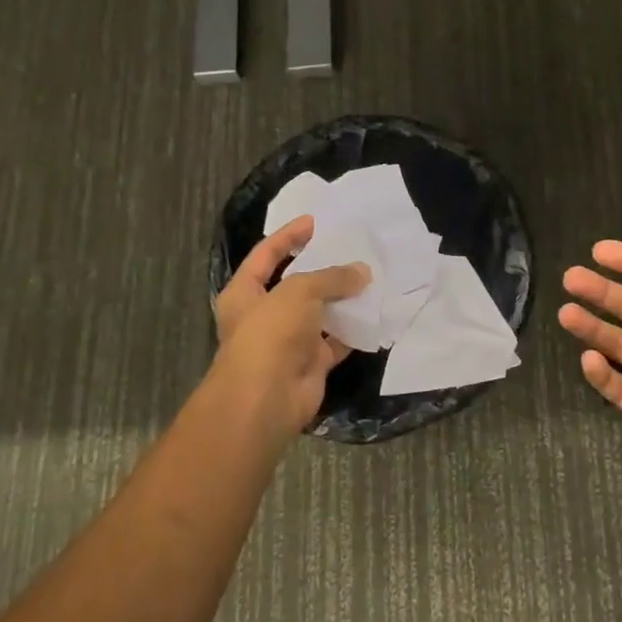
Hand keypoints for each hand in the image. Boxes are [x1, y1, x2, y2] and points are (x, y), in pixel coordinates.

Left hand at [207, 215, 370, 444]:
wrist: (266, 400)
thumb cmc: (270, 334)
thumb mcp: (299, 292)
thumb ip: (331, 277)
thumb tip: (362, 272)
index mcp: (245, 292)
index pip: (267, 254)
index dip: (290, 236)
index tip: (317, 221)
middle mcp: (264, 315)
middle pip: (297, 284)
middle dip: (323, 268)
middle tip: (352, 249)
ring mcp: (288, 341)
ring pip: (320, 313)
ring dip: (342, 299)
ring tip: (371, 276)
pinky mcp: (311, 363)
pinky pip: (336, 341)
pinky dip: (354, 330)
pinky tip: (376, 312)